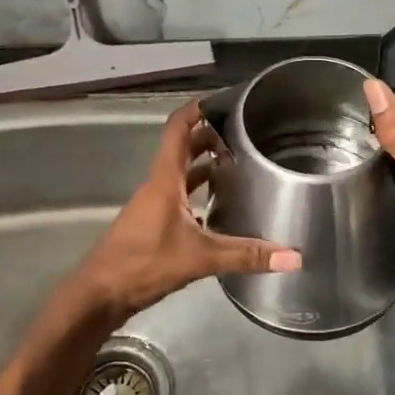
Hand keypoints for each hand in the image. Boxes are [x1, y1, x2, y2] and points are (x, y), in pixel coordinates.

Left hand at [68, 99, 300, 323]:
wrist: (100, 294)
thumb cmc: (143, 264)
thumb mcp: (199, 258)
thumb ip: (245, 255)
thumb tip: (294, 256)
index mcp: (164, 179)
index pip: (178, 129)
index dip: (197, 109)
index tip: (225, 101)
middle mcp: (158, 185)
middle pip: (183, 149)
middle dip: (210, 137)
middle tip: (245, 134)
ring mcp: (153, 204)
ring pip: (181, 173)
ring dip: (205, 165)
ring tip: (238, 164)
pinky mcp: (153, 223)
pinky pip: (179, 196)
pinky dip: (198, 192)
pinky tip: (220, 206)